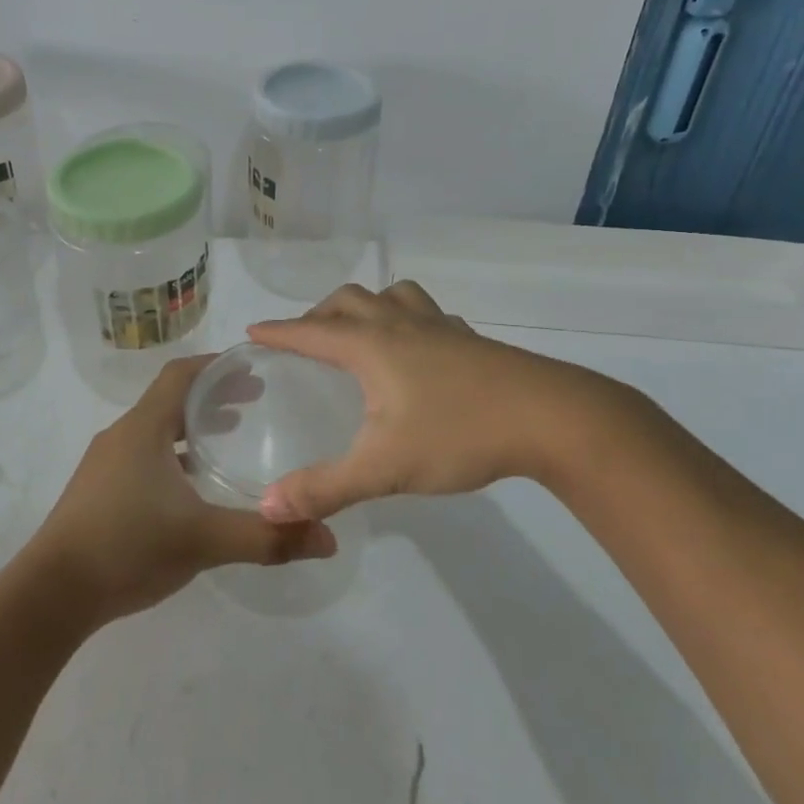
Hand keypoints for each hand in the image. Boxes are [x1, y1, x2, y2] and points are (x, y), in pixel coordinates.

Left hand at [32, 356, 336, 622]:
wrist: (50, 594)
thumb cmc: (126, 547)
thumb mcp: (203, 540)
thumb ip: (266, 537)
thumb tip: (327, 537)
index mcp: (143, 428)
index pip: (181, 374)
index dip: (217, 365)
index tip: (254, 368)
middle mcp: (122, 436)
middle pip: (171, 399)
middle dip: (213, 396)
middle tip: (255, 403)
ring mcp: (105, 464)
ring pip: (156, 430)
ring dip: (192, 427)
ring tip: (229, 438)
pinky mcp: (98, 491)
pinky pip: (144, 456)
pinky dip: (174, 455)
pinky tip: (192, 488)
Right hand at [249, 280, 644, 521]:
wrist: (551, 418)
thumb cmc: (459, 433)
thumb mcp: (384, 467)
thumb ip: (324, 488)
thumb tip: (268, 508)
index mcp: (371, 346)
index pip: (311, 332)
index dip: (279, 332)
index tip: (253, 332)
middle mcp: (400, 325)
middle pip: (349, 300)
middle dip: (319, 314)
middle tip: (307, 340)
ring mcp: (440, 327)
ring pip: (392, 295)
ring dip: (366, 305)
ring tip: (360, 331)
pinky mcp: (470, 339)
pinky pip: (426, 313)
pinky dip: (406, 318)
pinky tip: (418, 348)